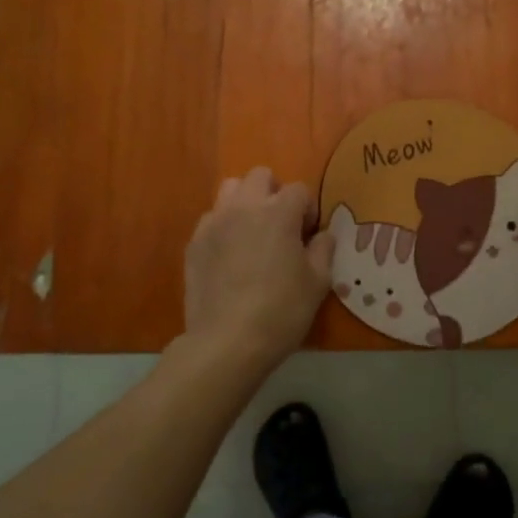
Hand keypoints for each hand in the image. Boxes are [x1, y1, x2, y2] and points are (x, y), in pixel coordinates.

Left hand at [183, 167, 336, 370]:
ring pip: (229, 190)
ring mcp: (215, 223)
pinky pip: (211, 219)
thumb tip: (322, 235)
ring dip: (245, 202)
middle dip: (274, 193)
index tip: (308, 235)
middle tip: (280, 225)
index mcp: (279, 213)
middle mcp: (244, 207)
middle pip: (260, 176)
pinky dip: (223, 227)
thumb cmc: (281, 310)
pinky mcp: (194, 243)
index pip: (298, 190)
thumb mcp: (318, 283)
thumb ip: (323, 250)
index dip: (307, 210)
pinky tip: (230, 256)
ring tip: (252, 233)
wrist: (227, 341)